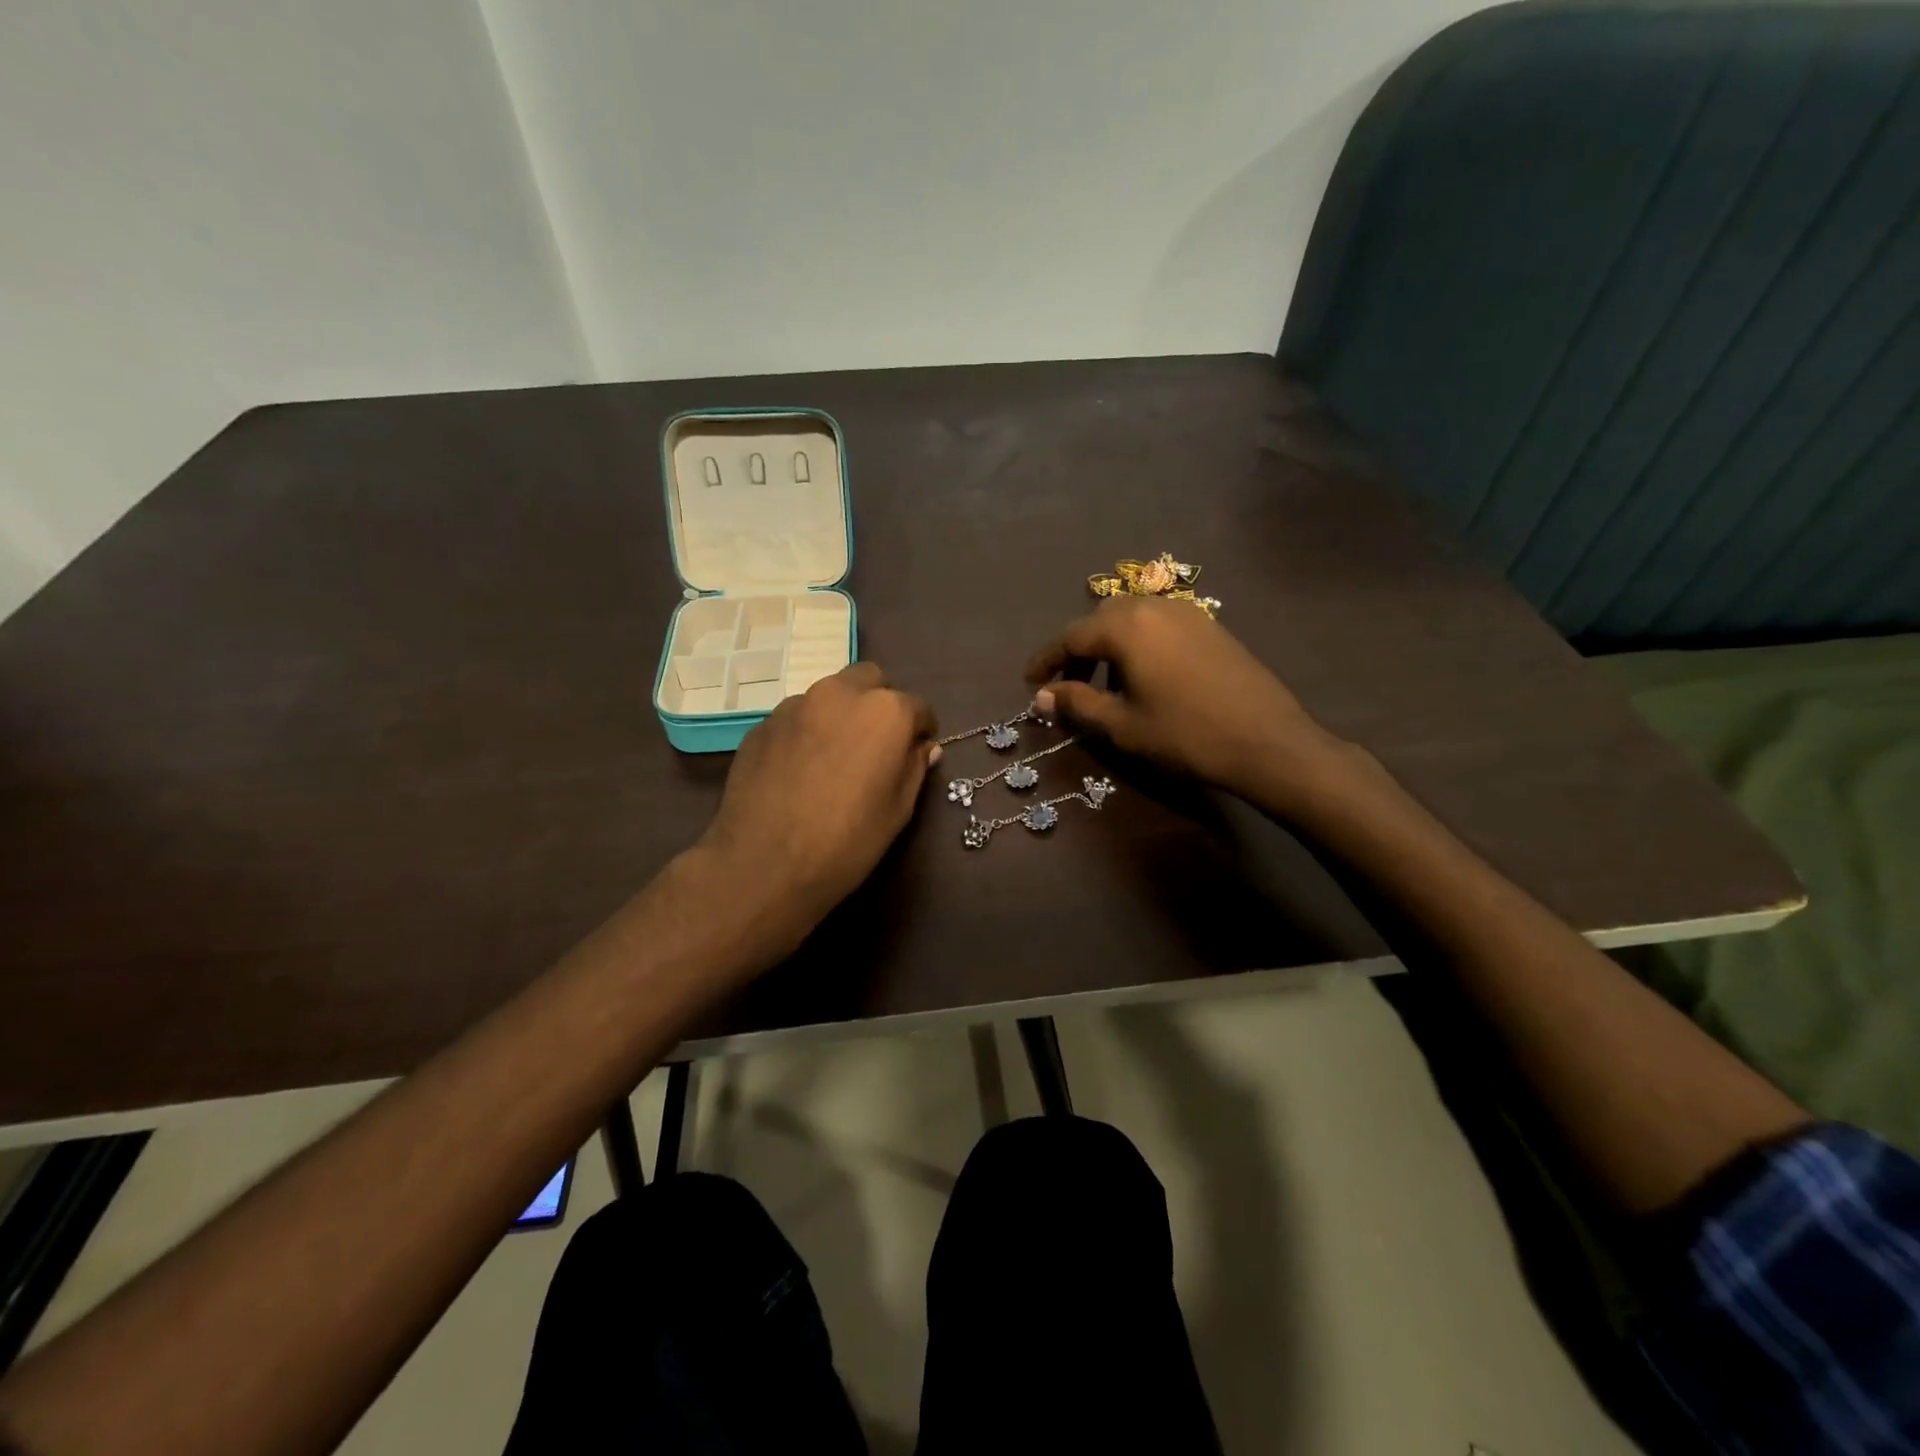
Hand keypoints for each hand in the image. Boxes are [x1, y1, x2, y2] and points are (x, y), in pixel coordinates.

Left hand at [696, 662, 937, 947]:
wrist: (764, 864)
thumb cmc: (847, 841)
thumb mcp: (898, 810)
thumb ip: (914, 767)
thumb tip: (923, 747)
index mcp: (885, 711)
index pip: (918, 706)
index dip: (921, 730)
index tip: (916, 752)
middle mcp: (840, 694)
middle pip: (870, 680)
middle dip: (880, 703)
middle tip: (877, 743)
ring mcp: (796, 705)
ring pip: (830, 694)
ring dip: (841, 714)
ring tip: (835, 756)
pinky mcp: (763, 724)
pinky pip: (798, 717)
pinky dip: (808, 731)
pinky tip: (801, 769)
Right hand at [1025, 596, 1353, 808]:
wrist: (1266, 741)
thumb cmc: (1185, 735)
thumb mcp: (1122, 725)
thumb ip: (1078, 703)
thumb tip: (1043, 695)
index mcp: (1126, 626)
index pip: (1071, 636)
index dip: (1046, 660)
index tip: (1030, 681)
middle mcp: (1153, 607)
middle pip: (1101, 620)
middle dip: (1078, 650)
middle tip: (1068, 684)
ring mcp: (1187, 612)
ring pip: (1132, 618)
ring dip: (1109, 644)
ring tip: (1105, 682)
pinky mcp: (1209, 626)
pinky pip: (1159, 624)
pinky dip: (1139, 642)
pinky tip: (1144, 674)